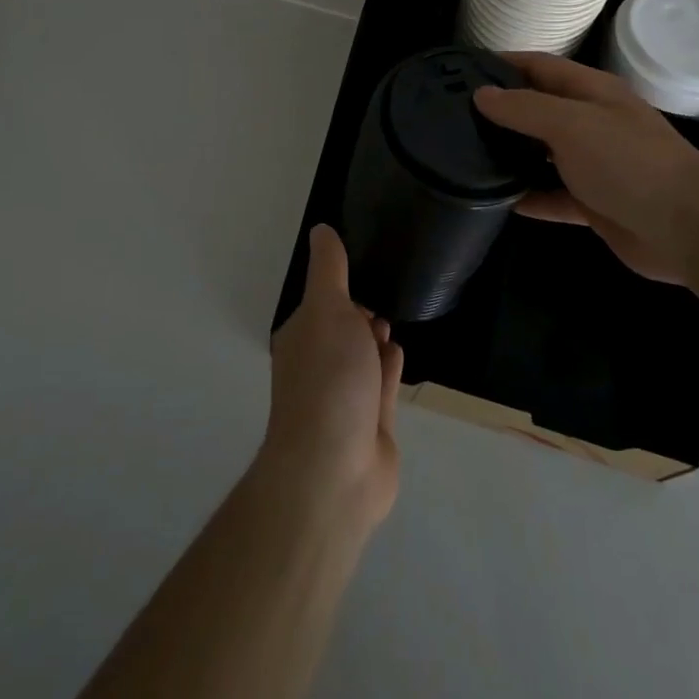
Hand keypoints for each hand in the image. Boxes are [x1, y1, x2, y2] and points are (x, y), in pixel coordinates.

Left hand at [261, 225, 404, 529]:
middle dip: (360, 312)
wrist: (336, 469)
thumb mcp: (327, 308)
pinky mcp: (371, 427)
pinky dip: (388, 369)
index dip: (340, 286)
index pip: (320, 303)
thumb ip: (329, 269)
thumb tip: (321, 229)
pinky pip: (381, 387)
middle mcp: (318, 366)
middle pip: (341, 331)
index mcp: (301, 337)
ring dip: (375, 340)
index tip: (365, 266)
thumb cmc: (329, 378)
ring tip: (391, 319)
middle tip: (384, 293)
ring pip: (362, 359)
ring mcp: (344, 400)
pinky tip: (397, 353)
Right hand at [474, 52, 698, 285]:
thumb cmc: (629, 162)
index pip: (540, 66)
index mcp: (592, 92)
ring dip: (511, 154)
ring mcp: (594, 164)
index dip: (503, 63)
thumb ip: (524, 108)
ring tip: (464, 155)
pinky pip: (552, 195)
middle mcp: (591, 122)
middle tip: (453, 116)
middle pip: (539, 109)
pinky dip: (528, 196)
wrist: (687, 229)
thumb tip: (482, 94)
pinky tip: (496, 200)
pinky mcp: (594, 203)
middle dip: (501, 110)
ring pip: (542, 153)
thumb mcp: (572, 124)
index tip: (461, 70)